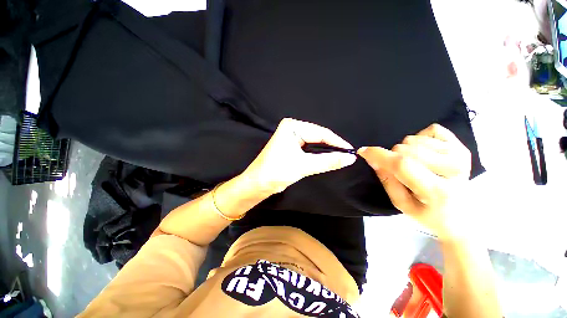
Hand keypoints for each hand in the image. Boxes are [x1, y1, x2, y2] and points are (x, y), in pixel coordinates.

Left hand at [242, 118, 356, 193]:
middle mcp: (292, 128)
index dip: (337, 142)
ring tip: (340, 157)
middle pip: (317, 136)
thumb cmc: (277, 171)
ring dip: (325, 151)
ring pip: (314, 143)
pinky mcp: (290, 146)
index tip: (351, 151)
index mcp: (292, 126)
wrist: (257, 184)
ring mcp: (290, 137)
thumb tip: (350, 158)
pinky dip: (317, 154)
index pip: (321, 133)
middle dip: (331, 146)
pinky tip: (326, 158)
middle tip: (347, 156)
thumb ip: (328, 161)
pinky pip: (308, 148)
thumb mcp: (304, 165)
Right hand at [358, 124, 471, 238]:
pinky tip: (426, 154)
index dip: (379, 155)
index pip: (402, 165)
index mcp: (436, 191)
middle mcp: (453, 169)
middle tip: (399, 170)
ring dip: (406, 150)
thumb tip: (373, 159)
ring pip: (414, 139)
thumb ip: (387, 180)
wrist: (463, 217)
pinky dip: (420, 140)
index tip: (363, 151)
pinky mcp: (463, 146)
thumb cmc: (429, 214)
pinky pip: (430, 130)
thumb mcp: (402, 204)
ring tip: (415, 165)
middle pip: (405, 149)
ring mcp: (460, 155)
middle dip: (393, 157)